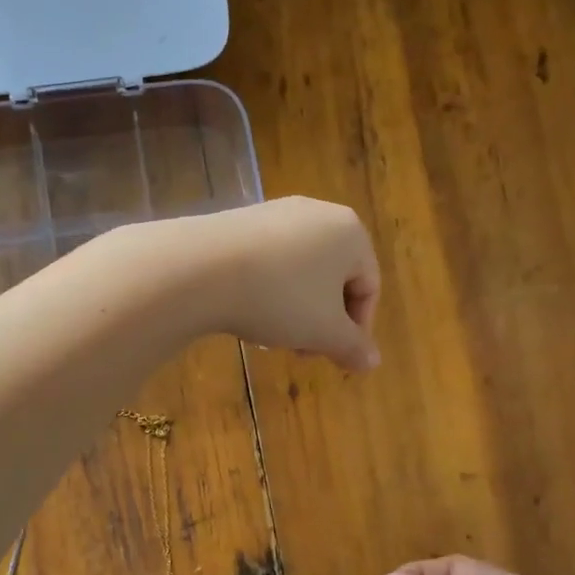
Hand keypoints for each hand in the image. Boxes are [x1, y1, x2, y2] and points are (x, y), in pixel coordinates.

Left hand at [170, 197, 380, 371]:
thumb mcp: (324, 332)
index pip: (368, 286)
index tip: (334, 358)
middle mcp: (318, 213)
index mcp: (350, 232)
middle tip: (302, 351)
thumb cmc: (280, 299)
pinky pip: (268, 261)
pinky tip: (247, 311)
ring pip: (299, 272)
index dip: (357, 329)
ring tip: (272, 335)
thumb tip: (373, 362)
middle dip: (322, 320)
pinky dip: (267, 289)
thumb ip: (353, 347)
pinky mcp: (241, 220)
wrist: (201, 268)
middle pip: (333, 278)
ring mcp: (276, 212)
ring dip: (295, 309)